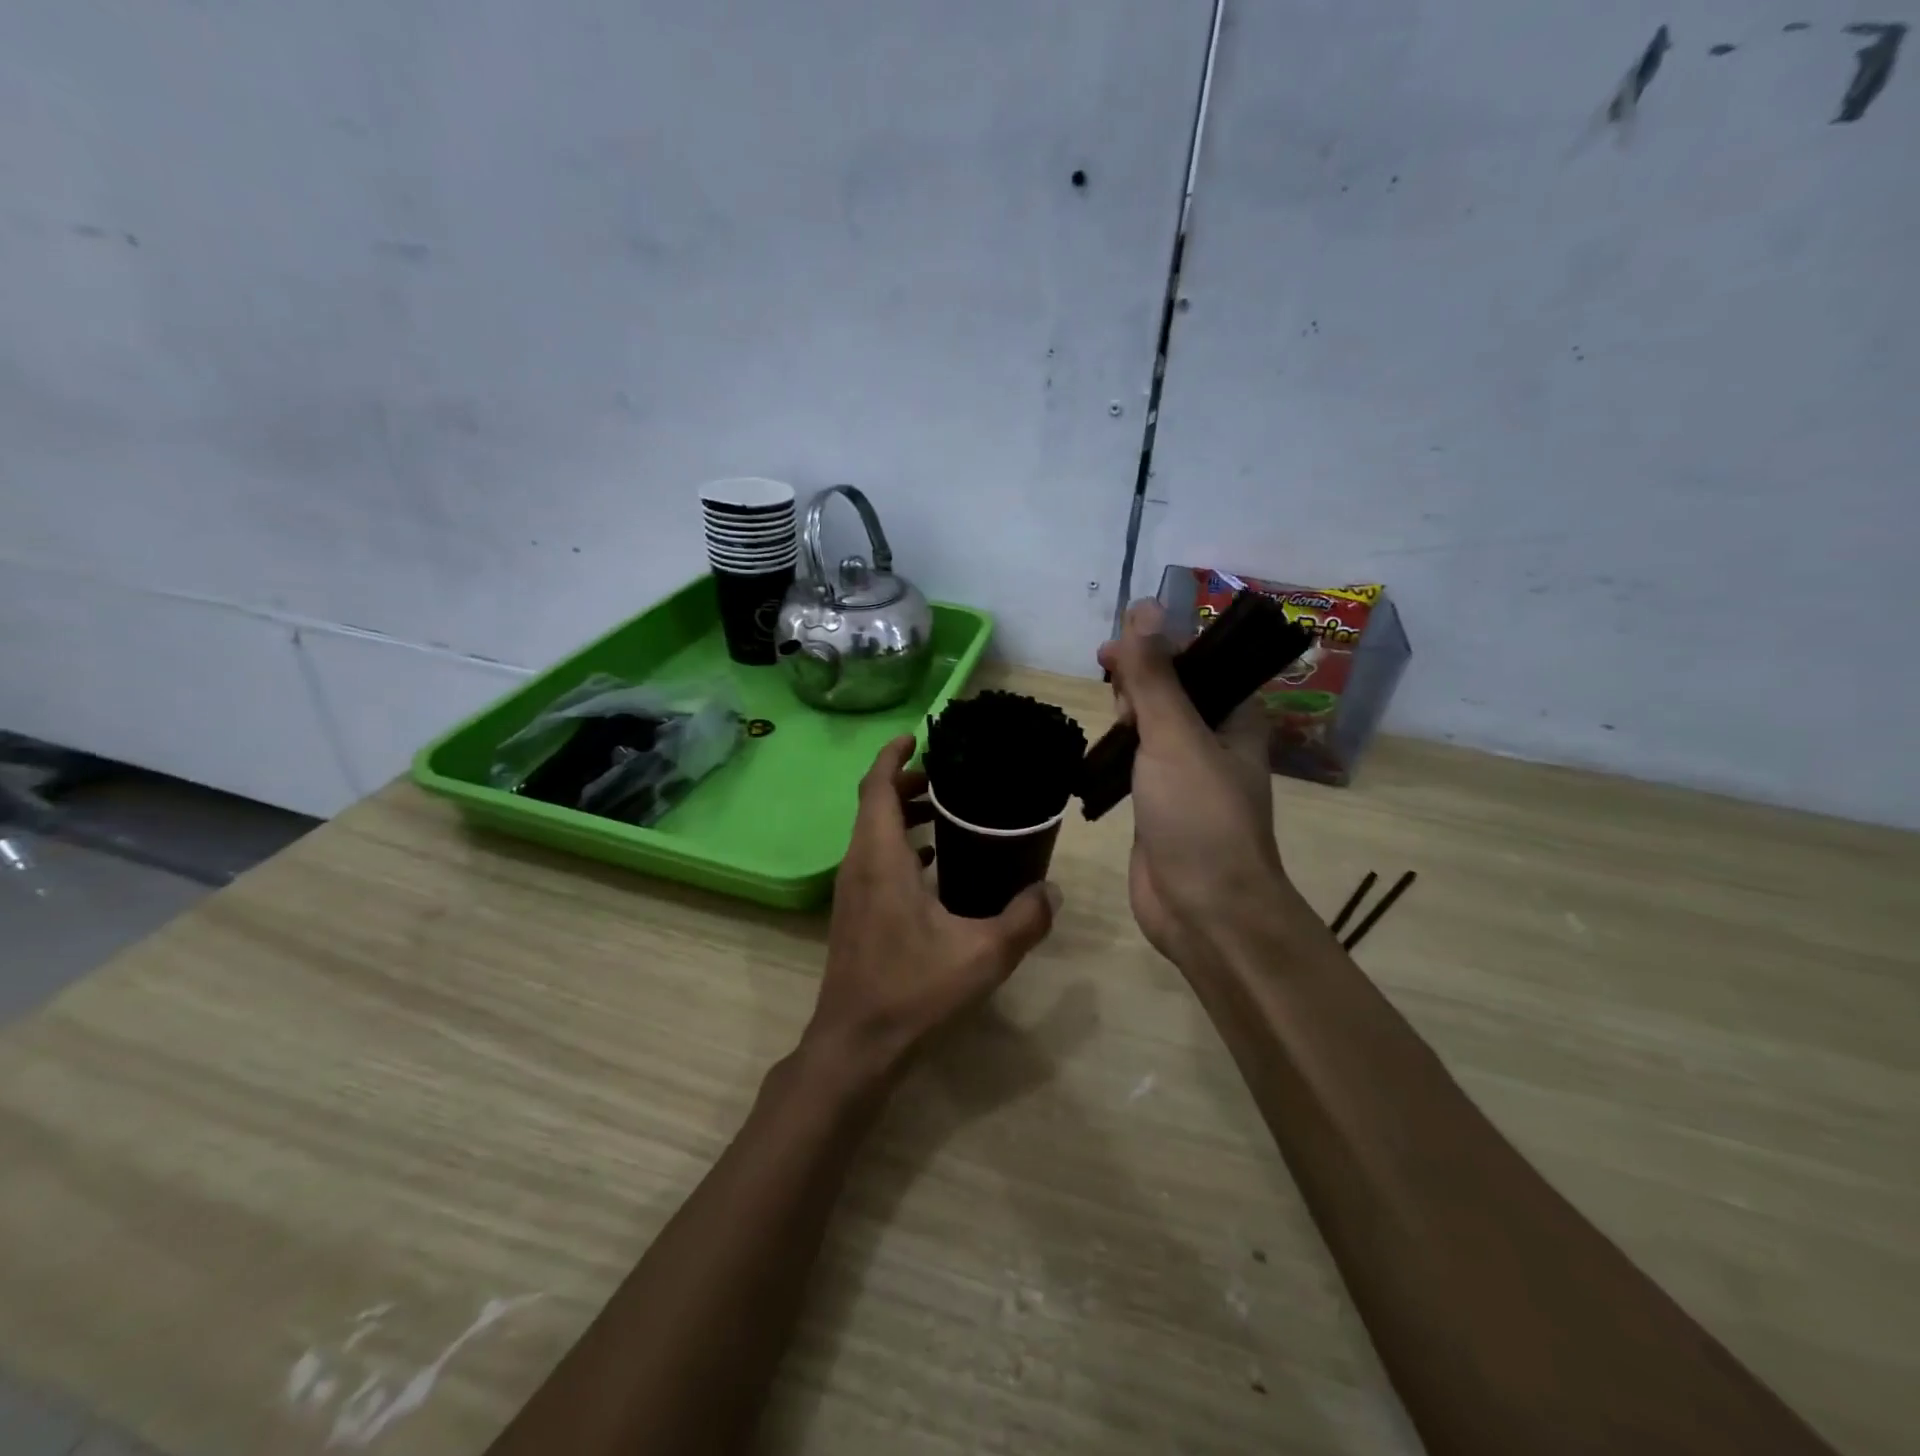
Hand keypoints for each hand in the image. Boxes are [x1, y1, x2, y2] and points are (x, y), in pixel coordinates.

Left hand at [803, 736, 1059, 1090]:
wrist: (856, 1046)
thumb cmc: (913, 991)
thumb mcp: (982, 954)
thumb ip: (1024, 919)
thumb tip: (1051, 891)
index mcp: (880, 859)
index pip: (875, 787)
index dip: (892, 755)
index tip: (917, 737)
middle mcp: (859, 865)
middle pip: (873, 804)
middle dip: (907, 783)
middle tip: (949, 777)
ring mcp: (852, 891)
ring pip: (872, 833)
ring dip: (903, 814)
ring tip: (948, 812)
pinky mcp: (855, 913)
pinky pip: (875, 859)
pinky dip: (901, 845)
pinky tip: (937, 865)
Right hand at [1097, 601, 1296, 970]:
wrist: (1204, 910)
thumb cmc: (1199, 816)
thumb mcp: (1176, 736)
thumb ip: (1156, 674)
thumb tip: (1142, 607)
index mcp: (1235, 717)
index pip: (1194, 661)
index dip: (1154, 649)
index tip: (1111, 654)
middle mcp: (1214, 740)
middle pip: (1170, 690)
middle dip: (1137, 684)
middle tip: (1116, 703)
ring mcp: (1185, 774)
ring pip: (1150, 727)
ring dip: (1126, 718)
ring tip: (1108, 728)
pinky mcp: (1159, 804)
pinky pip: (1136, 762)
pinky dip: (1117, 752)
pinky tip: (1097, 755)